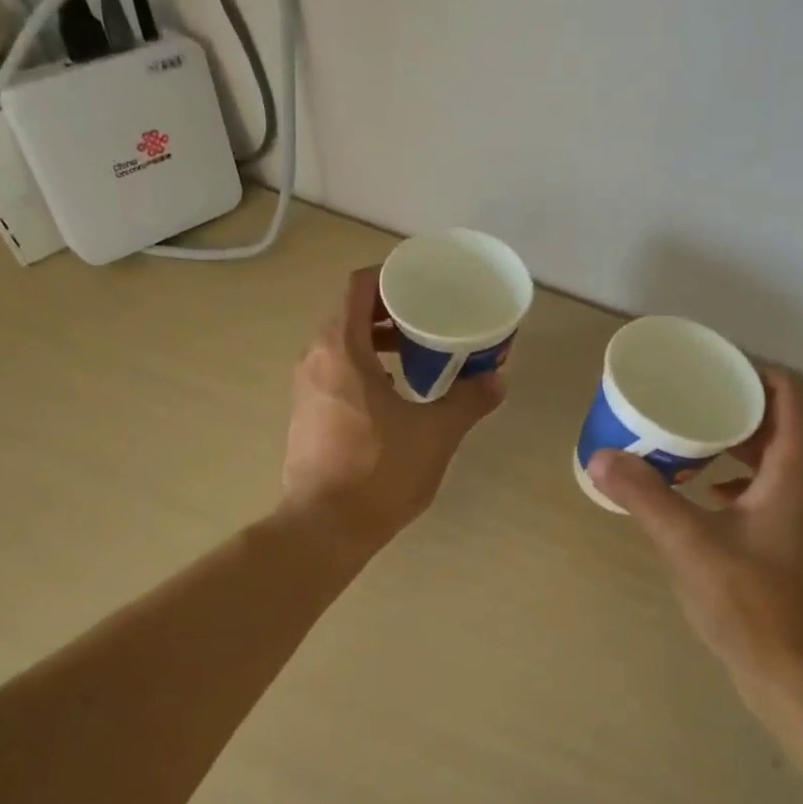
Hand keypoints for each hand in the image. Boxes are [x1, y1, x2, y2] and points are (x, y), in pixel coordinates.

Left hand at [282, 266, 505, 548]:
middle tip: (431, 321)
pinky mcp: (305, 415)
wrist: (325, 527)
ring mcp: (305, 389)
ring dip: (379, 343)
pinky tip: (396, 396)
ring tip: (420, 357)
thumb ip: (469, 400)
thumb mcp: (436, 433)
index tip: (423, 284)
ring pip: (343, 346)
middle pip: (351, 315)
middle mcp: (315, 359)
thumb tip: (497, 379)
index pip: (359, 287)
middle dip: (391, 312)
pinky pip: (336, 374)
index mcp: (341, 348)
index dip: (391, 276)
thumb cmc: (379, 470)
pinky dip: (365, 369)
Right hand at [588, 372, 802, 699]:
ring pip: (771, 459)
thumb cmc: (751, 599)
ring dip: (732, 445)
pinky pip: (764, 491)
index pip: (787, 396)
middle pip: (776, 424)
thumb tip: (601, 457)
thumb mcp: (689, 542)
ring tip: (685, 441)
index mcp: (793, 470)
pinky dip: (733, 481)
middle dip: (732, 407)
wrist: (797, 673)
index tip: (708, 369)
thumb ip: (644, 496)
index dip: (751, 373)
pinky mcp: (790, 543)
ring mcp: (801, 516)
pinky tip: (699, 496)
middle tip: (685, 400)